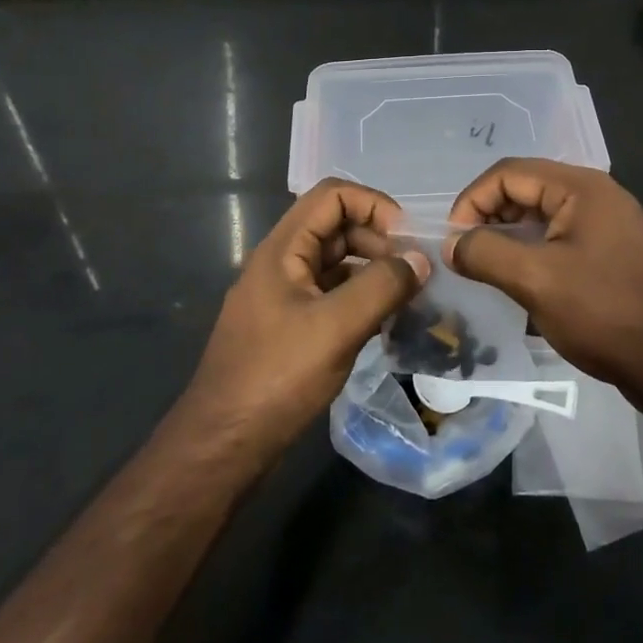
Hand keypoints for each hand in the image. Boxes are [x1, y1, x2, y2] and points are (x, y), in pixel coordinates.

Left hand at [178, 179, 428, 459]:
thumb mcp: (336, 328)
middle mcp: (281, 262)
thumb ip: (381, 287)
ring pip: (336, 262)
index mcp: (283, 248)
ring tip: (407, 297)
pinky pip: (331, 294)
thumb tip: (420, 260)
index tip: (407, 239)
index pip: (332, 195)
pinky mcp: (290, 326)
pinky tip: (385, 321)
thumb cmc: (276, 377)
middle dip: (379, 239)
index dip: (373, 205)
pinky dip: (360, 298)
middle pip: (336, 226)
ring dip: (373, 270)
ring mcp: (284, 295)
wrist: (222, 446)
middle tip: (414, 273)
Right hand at [445, 159, 642, 408]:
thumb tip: (452, 245)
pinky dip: (533, 252)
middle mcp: (596, 195)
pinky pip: (560, 239)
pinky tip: (521, 282)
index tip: (452, 240)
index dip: (472, 200)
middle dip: (489, 217)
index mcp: (581, 187)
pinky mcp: (611, 253)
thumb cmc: (605, 313)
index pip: (509, 172)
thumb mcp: (536, 281)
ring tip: (487, 270)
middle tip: (466, 256)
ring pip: (542, 216)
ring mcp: (607, 224)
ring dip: (510, 237)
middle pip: (526, 188)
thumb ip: (486, 253)